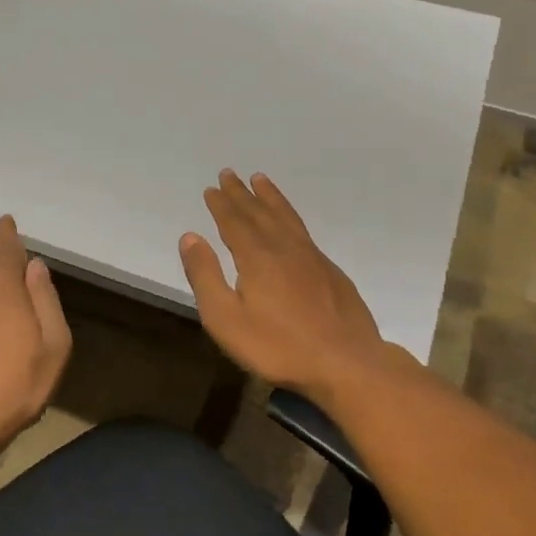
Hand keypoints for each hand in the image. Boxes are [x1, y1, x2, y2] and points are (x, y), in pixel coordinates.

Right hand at [179, 170, 395, 403]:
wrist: (345, 362)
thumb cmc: (278, 346)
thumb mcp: (226, 319)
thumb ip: (206, 276)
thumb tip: (189, 237)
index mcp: (256, 257)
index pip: (234, 222)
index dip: (221, 205)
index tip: (212, 188)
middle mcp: (284, 248)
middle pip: (259, 213)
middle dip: (242, 193)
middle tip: (230, 174)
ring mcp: (312, 258)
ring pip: (286, 217)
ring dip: (271, 197)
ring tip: (261, 180)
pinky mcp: (330, 272)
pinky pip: (304, 230)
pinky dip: (291, 215)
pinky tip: (290, 223)